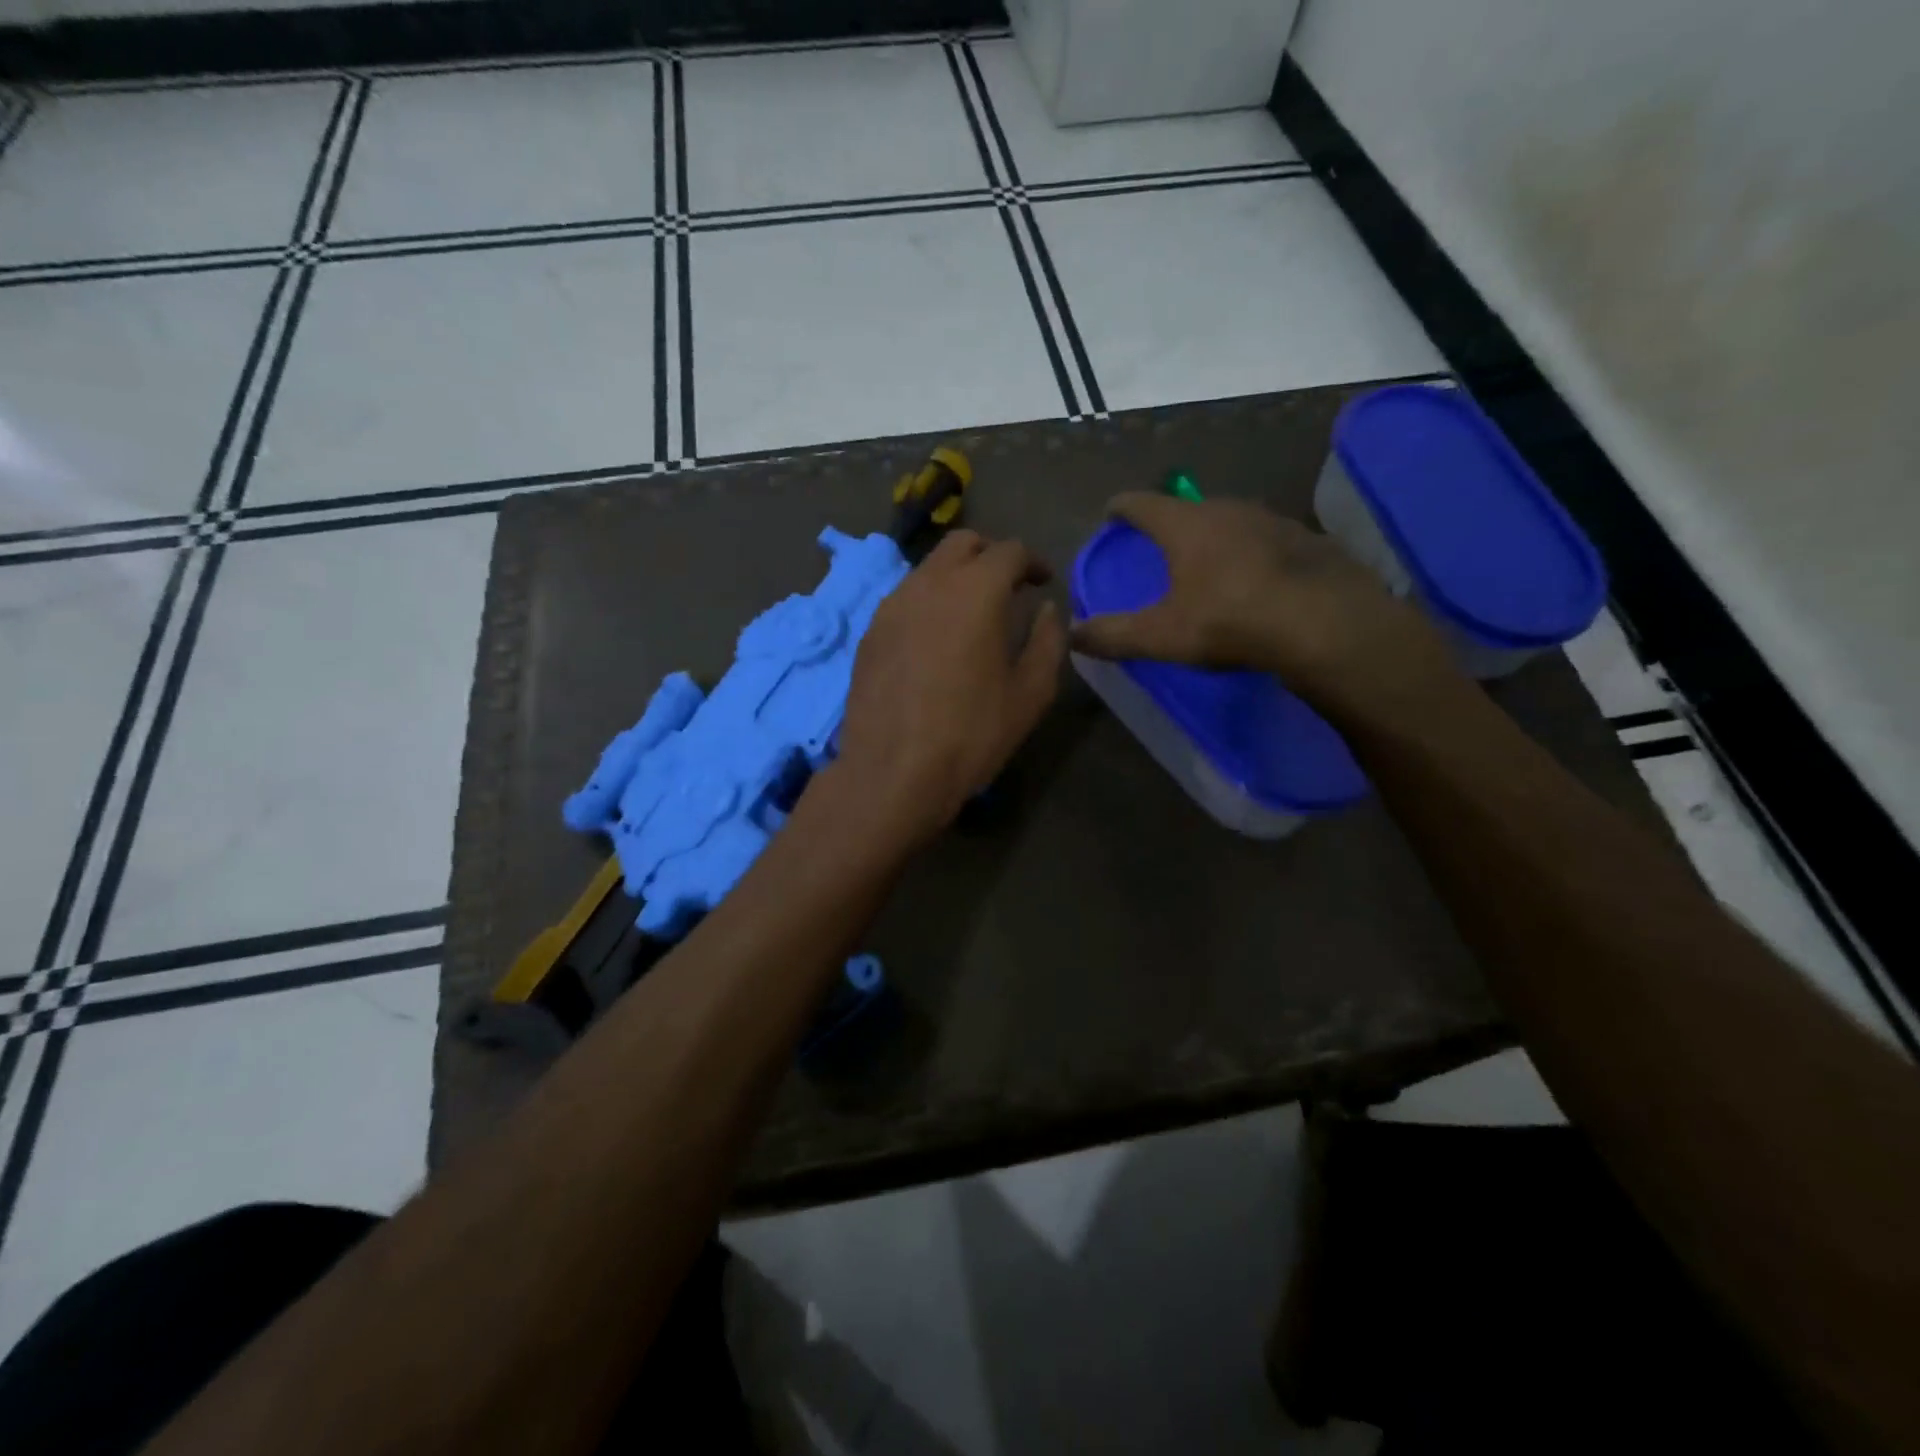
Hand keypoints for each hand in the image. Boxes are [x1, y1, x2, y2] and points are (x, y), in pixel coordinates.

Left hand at [835, 529, 1067, 845]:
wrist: (892, 773)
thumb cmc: (971, 735)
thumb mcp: (1030, 694)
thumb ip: (1047, 641)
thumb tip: (1047, 610)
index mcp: (975, 590)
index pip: (1009, 551)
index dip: (1033, 561)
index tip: (1043, 582)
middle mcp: (929, 583)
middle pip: (962, 544)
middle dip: (991, 555)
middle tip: (1009, 587)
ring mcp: (892, 605)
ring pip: (929, 568)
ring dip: (956, 577)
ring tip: (972, 613)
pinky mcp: (870, 632)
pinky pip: (905, 598)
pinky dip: (929, 602)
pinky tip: (936, 639)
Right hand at [1068, 493, 1459, 721]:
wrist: (1324, 623)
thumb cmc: (1229, 620)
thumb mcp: (1161, 635)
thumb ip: (1113, 635)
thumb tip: (1073, 635)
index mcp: (1186, 525)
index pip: (1142, 503)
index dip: (1122, 507)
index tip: (1111, 510)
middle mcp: (1227, 510)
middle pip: (1188, 508)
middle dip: (1171, 522)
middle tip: (1160, 542)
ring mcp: (1272, 520)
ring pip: (1231, 520)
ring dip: (1214, 536)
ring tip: (1207, 560)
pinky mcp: (1306, 540)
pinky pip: (1266, 540)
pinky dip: (1251, 553)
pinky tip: (1255, 578)